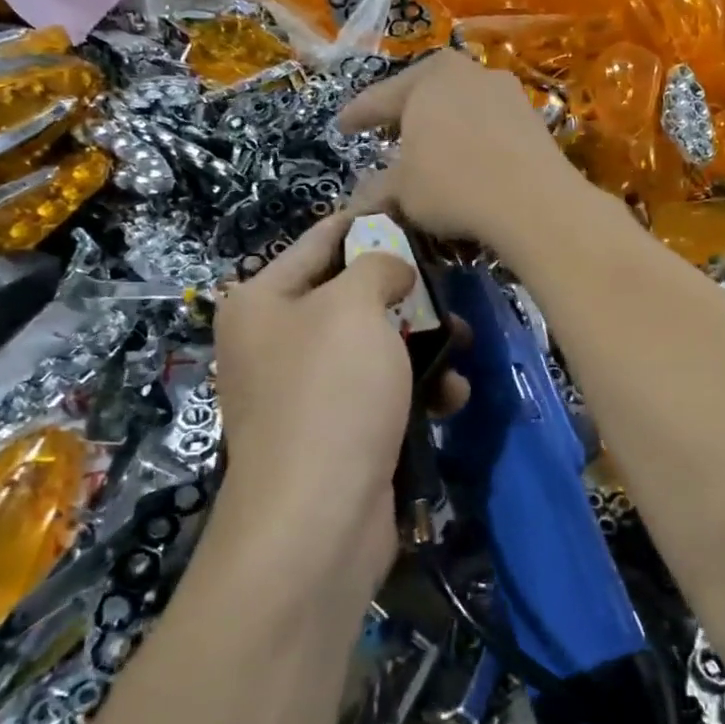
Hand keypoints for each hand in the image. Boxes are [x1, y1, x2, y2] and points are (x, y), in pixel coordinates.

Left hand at [210, 211, 459, 597]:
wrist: (318, 518)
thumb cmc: (330, 392)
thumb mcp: (355, 307)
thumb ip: (377, 266)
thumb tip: (391, 268)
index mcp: (262, 302)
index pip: (321, 240)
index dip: (368, 220)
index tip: (413, 205)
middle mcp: (276, 342)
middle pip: (352, 294)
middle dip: (407, 290)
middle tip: (451, 281)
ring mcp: (305, 391)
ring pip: (376, 344)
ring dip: (423, 342)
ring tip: (463, 342)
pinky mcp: (337, 432)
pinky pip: (382, 391)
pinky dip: (416, 389)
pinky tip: (451, 397)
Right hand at [339, 51, 586, 253]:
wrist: (534, 200)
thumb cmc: (453, 185)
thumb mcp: (403, 191)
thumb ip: (376, 190)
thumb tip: (354, 202)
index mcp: (426, 78)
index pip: (379, 98)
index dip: (357, 116)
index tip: (341, 127)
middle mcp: (466, 71)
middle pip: (424, 93)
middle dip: (405, 113)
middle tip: (386, 130)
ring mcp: (505, 90)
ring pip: (461, 105)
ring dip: (443, 124)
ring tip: (431, 146)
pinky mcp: (533, 115)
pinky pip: (490, 123)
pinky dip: (474, 137)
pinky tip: (470, 158)